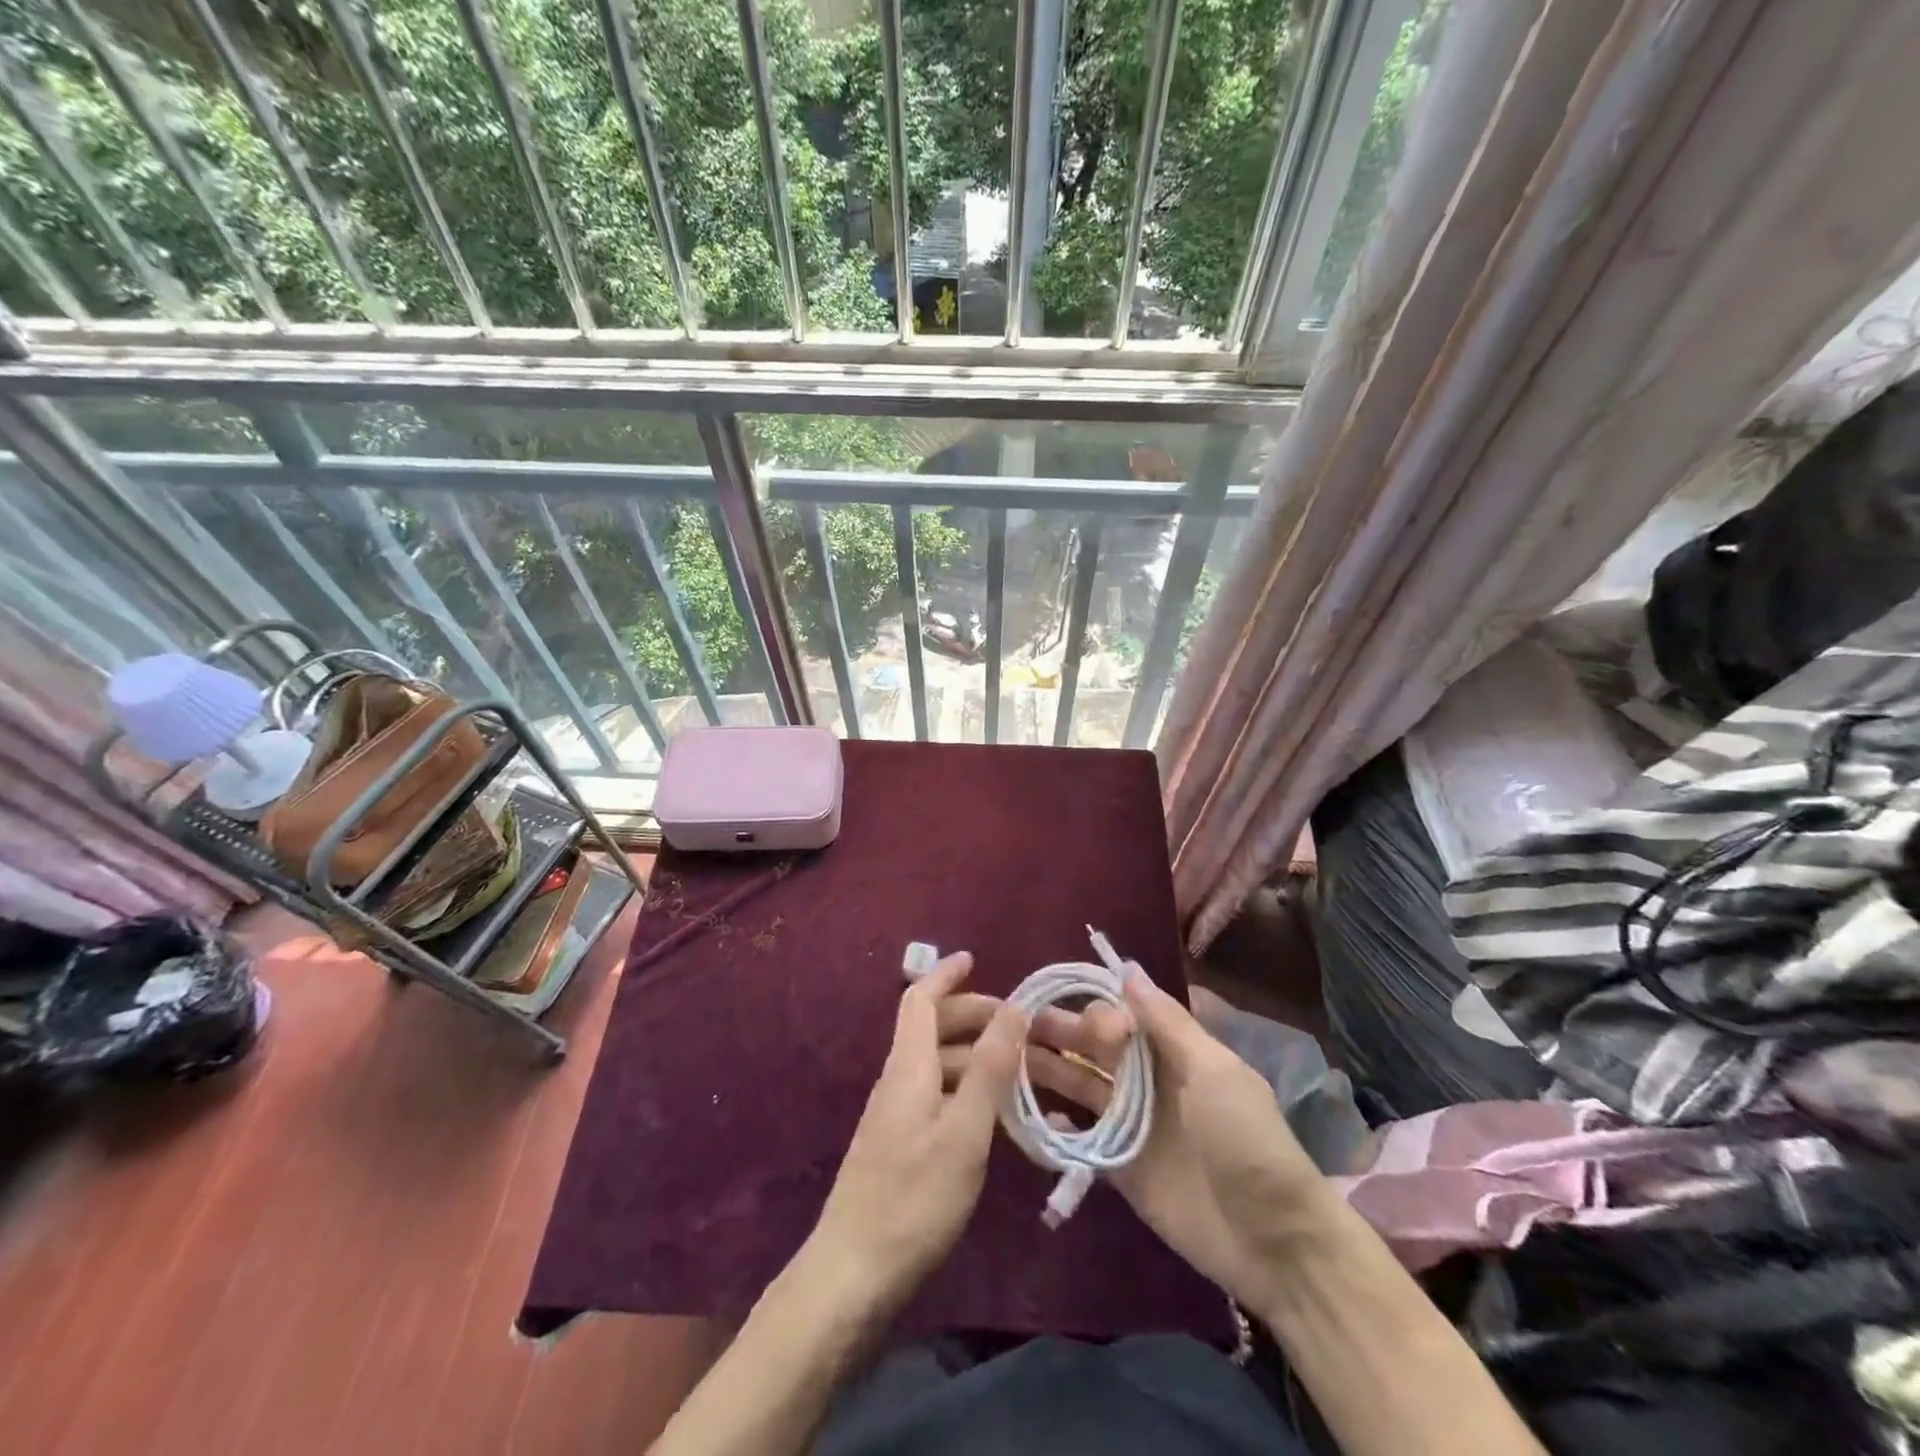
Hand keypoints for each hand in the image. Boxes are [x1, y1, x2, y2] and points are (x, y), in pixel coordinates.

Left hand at [804, 952, 1026, 1312]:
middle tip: (1018, 1025)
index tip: (974, 958)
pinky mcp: (899, 1144)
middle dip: (972, 1014)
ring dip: (974, 1054)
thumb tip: (1015, 1006)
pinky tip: (994, 1114)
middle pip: (931, 1027)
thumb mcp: (965, 1131)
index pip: (920, 999)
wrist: (853, 1273)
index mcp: (908, 1066)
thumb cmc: (914, 1198)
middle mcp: (898, 1079)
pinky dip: (966, 1087)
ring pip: (936, 1062)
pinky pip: (936, 1093)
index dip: (945, 975)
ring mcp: (895, 1113)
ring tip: (1020, 1069)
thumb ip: (990, 1067)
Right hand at [958, 975, 1333, 1314]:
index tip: (1083, 1023)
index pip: (1122, 1016)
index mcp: (1173, 1051)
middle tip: (1014, 1025)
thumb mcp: (1214, 1071)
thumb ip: (1167, 1022)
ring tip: (1006, 1059)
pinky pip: (1080, 1137)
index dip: (1097, 1012)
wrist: (1274, 1242)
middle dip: (1060, 1032)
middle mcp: (1147, 1080)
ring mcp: (1131, 1124)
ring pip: (1080, 1085)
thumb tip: (1127, 968)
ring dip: (1048, 1070)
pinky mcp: (1120, 1167)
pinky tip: (1032, 1117)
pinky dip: (1056, 1126)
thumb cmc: (1246, 1140)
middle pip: (1094, 1047)